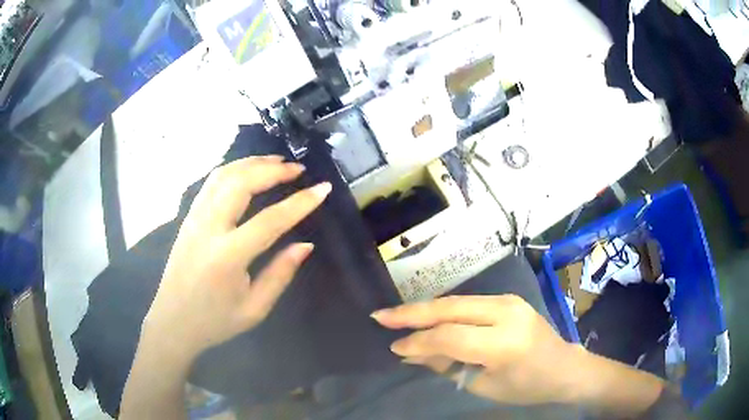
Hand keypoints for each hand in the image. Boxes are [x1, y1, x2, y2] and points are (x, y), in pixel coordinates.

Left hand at [142, 155, 331, 362]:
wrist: (173, 321)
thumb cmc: (215, 321)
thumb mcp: (254, 309)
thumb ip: (280, 274)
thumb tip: (306, 245)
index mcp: (227, 257)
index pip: (270, 220)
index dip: (300, 203)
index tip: (323, 188)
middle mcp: (208, 229)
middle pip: (241, 183)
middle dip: (273, 170)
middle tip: (298, 168)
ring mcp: (194, 219)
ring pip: (223, 176)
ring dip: (252, 163)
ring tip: (277, 161)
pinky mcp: (188, 217)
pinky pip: (211, 183)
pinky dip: (233, 169)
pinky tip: (248, 170)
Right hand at [372, 295, 583, 404]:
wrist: (565, 367)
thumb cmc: (527, 386)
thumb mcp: (485, 385)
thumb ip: (448, 366)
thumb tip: (412, 354)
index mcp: (504, 342)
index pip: (449, 337)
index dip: (417, 342)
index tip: (393, 347)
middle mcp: (506, 313)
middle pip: (450, 309)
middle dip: (412, 313)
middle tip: (381, 316)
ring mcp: (508, 301)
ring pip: (456, 301)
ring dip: (425, 308)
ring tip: (397, 315)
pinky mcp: (507, 299)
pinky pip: (468, 302)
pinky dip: (444, 310)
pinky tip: (427, 315)